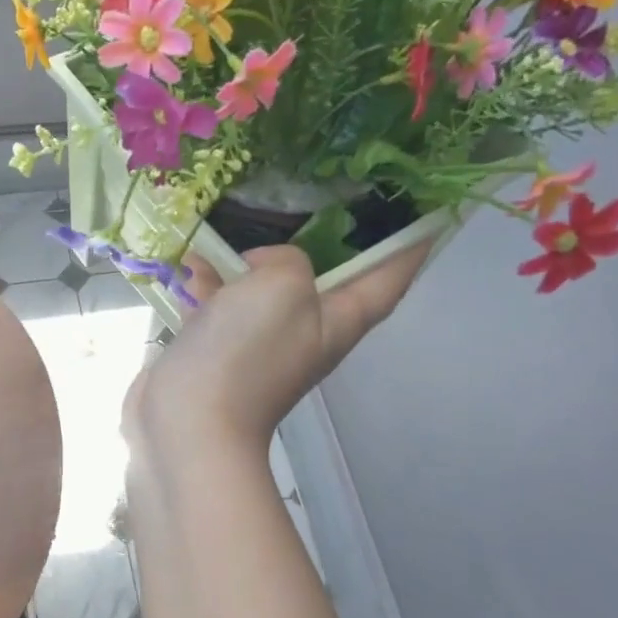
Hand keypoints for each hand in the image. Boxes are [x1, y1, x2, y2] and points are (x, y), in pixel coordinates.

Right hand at [125, 241, 428, 458]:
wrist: (189, 420)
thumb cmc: (248, 352)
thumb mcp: (284, 285)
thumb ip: (288, 259)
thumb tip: (259, 268)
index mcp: (340, 319)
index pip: (390, 276)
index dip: (412, 243)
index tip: (429, 211)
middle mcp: (307, 330)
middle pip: (327, 278)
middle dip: (327, 239)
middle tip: (323, 197)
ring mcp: (261, 342)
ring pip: (266, 287)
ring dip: (252, 258)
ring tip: (234, 221)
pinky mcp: (219, 348)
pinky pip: (222, 303)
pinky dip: (209, 283)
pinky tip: (188, 265)